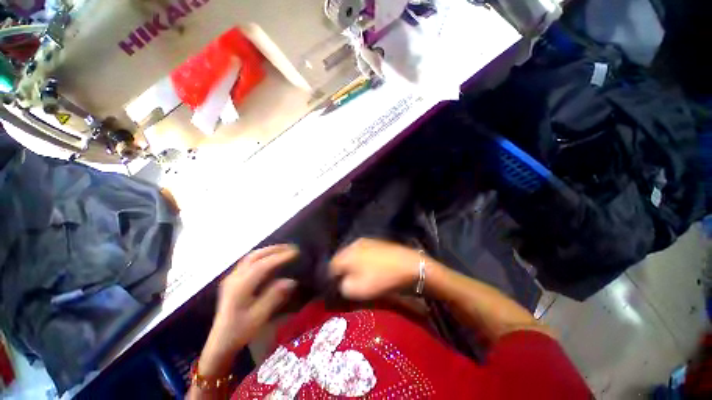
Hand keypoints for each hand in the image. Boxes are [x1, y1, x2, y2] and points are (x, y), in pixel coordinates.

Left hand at [199, 245, 297, 377]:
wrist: (220, 342)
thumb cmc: (240, 331)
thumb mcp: (259, 316)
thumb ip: (274, 296)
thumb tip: (291, 280)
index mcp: (240, 287)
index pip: (262, 265)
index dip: (279, 257)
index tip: (295, 253)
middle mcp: (235, 278)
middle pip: (255, 256)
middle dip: (274, 249)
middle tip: (291, 247)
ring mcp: (232, 278)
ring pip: (250, 257)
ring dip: (267, 251)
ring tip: (283, 249)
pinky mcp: (232, 280)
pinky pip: (248, 261)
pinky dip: (261, 256)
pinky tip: (269, 258)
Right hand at [330, 238, 423, 300]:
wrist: (409, 265)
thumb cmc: (381, 279)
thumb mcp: (356, 290)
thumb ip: (341, 287)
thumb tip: (339, 283)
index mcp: (346, 254)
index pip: (330, 267)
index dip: (332, 280)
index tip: (337, 289)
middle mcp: (353, 244)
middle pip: (341, 259)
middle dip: (342, 271)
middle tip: (348, 283)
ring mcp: (366, 241)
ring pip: (352, 255)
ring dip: (353, 265)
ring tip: (360, 276)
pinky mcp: (377, 242)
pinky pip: (363, 252)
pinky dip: (363, 260)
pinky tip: (370, 268)